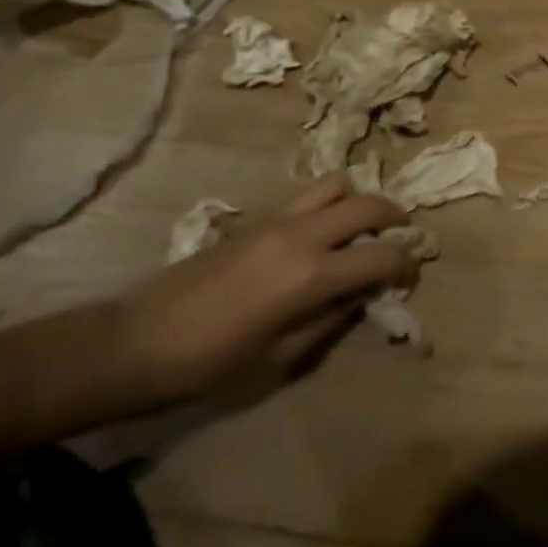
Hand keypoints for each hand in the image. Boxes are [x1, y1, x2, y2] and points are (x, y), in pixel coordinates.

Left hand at [107, 175, 415, 409]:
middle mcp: (302, 235)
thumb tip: (363, 297)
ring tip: (361, 226)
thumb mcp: (281, 355)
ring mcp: (277, 219)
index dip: (407, 265)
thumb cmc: (210, 362)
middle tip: (400, 238)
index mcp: (312, 275)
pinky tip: (322, 235)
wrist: (136, 342)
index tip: (411, 278)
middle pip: (367, 204)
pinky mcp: (257, 218)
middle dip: (394, 218)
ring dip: (359, 200)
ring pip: (337, 184)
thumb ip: (331, 319)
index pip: (382, 256)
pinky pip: (307, 196)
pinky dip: (329, 204)